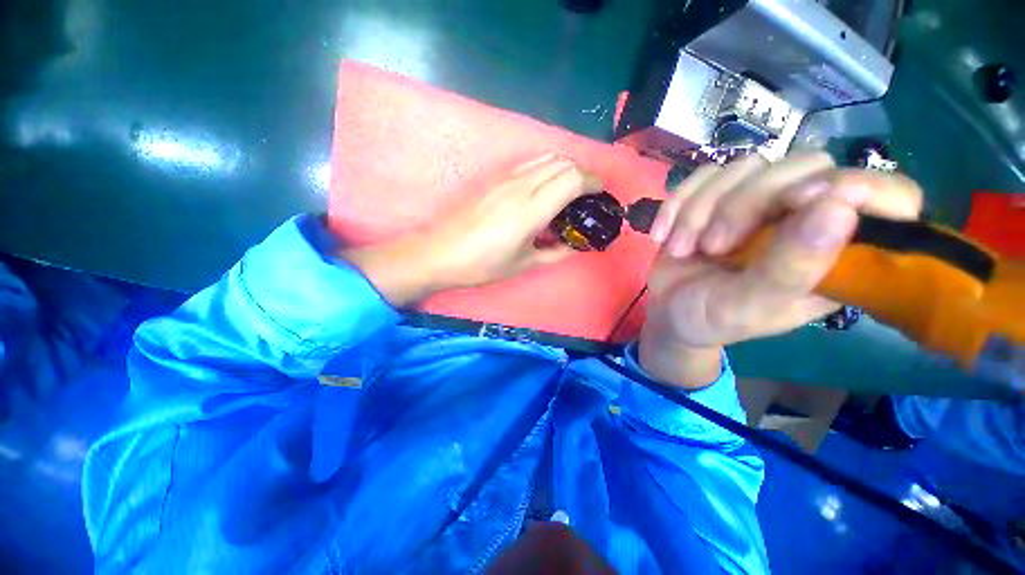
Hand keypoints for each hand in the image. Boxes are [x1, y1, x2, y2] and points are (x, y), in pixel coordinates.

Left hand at [343, 153, 598, 305]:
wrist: (440, 253)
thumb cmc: (483, 264)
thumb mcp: (524, 263)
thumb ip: (555, 252)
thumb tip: (573, 246)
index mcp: (532, 209)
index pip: (573, 178)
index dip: (593, 182)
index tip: (600, 194)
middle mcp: (521, 185)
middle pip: (562, 162)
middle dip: (582, 174)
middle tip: (586, 196)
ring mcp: (504, 178)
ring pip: (545, 158)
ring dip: (563, 169)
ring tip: (566, 192)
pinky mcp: (493, 178)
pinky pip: (528, 164)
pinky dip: (545, 169)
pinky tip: (541, 190)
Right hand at [639, 153, 923, 388]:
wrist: (668, 312)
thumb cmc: (712, 319)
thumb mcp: (749, 307)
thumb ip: (792, 268)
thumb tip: (839, 206)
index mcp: (838, 253)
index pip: (891, 197)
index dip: (858, 187)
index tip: (800, 204)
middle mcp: (808, 217)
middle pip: (804, 166)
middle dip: (744, 205)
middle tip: (712, 247)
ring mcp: (761, 202)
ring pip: (746, 167)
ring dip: (699, 210)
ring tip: (680, 249)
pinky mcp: (720, 195)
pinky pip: (704, 175)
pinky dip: (677, 204)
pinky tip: (662, 235)